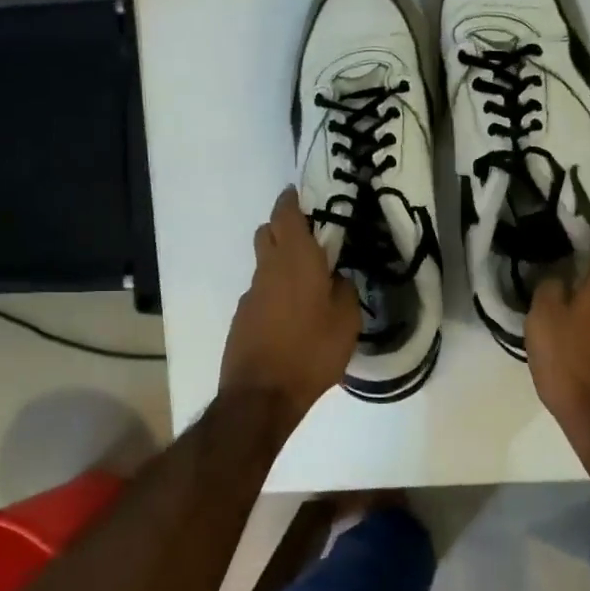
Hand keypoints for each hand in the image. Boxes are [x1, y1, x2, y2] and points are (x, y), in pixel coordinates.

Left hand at [219, 187, 360, 429]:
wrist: (262, 395)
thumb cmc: (312, 352)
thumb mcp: (347, 322)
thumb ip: (344, 291)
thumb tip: (337, 277)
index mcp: (296, 261)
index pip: (286, 214)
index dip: (292, 200)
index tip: (303, 196)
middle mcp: (268, 269)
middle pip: (267, 232)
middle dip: (284, 228)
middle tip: (311, 240)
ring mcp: (251, 293)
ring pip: (263, 263)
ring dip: (281, 262)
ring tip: (307, 284)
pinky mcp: (242, 317)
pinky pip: (261, 291)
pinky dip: (275, 291)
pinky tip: (292, 316)